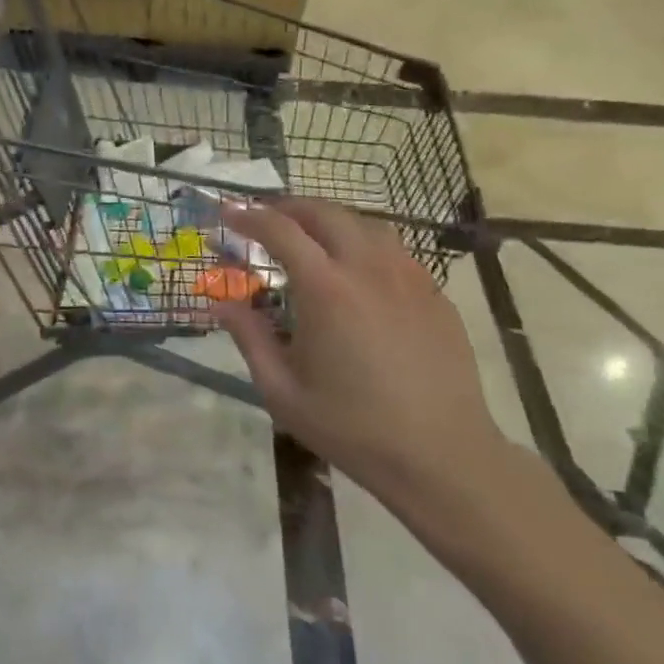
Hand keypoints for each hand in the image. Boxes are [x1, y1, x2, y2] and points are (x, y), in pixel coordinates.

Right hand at [216, 199, 513, 535]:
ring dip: (331, 221)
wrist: (441, 455)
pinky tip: (359, 271)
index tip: (229, 214)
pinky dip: (365, 244)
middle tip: (267, 219)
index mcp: (326, 289)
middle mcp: (368, 269)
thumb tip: (222, 304)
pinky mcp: (435, 294)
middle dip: (290, 207)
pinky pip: (395, 251)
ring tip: (312, 237)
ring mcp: (408, 278)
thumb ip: (248, 339)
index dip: (250, 217)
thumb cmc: (352, 427)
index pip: (280, 231)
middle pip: (326, 213)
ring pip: (366, 224)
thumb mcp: (282, 391)